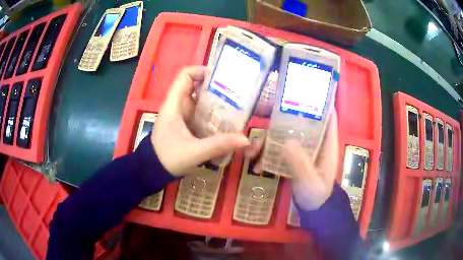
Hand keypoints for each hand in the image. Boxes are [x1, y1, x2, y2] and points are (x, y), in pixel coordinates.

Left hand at [152, 66, 249, 175]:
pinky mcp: (187, 125)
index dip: (201, 71)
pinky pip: (202, 114)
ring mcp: (183, 115)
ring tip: (238, 106)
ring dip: (217, 102)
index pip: (185, 75)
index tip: (222, 77)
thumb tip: (244, 139)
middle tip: (237, 93)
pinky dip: (214, 115)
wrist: (153, 171)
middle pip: (197, 86)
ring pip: (201, 101)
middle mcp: (179, 106)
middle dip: (216, 87)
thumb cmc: (167, 158)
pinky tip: (228, 122)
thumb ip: (218, 145)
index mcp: (174, 104)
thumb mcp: (193, 152)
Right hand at [244, 112, 338, 210]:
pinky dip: (265, 155)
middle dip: (282, 121)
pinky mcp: (292, 158)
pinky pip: (277, 150)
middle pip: (300, 123)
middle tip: (264, 124)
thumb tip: (286, 142)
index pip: (328, 117)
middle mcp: (314, 143)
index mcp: (326, 144)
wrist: (311, 210)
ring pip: (284, 136)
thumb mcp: (310, 181)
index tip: (303, 93)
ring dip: (267, 141)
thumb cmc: (317, 195)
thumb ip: (300, 164)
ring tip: (251, 152)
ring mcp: (302, 150)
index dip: (320, 103)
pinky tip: (255, 165)